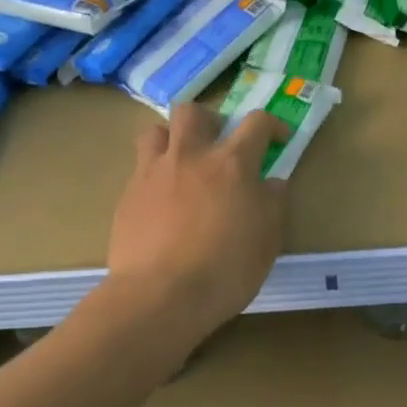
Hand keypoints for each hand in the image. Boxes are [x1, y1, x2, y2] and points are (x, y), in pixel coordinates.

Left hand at [105, 103, 287, 340]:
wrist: (161, 295)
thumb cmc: (226, 270)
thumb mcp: (267, 241)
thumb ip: (272, 204)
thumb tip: (272, 183)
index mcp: (232, 164)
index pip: (256, 123)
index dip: (272, 125)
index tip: (278, 139)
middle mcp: (191, 156)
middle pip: (194, 112)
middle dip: (209, 121)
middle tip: (218, 145)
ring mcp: (153, 173)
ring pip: (156, 131)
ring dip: (172, 139)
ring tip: (181, 164)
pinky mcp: (128, 195)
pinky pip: (140, 169)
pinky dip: (154, 176)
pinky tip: (161, 204)